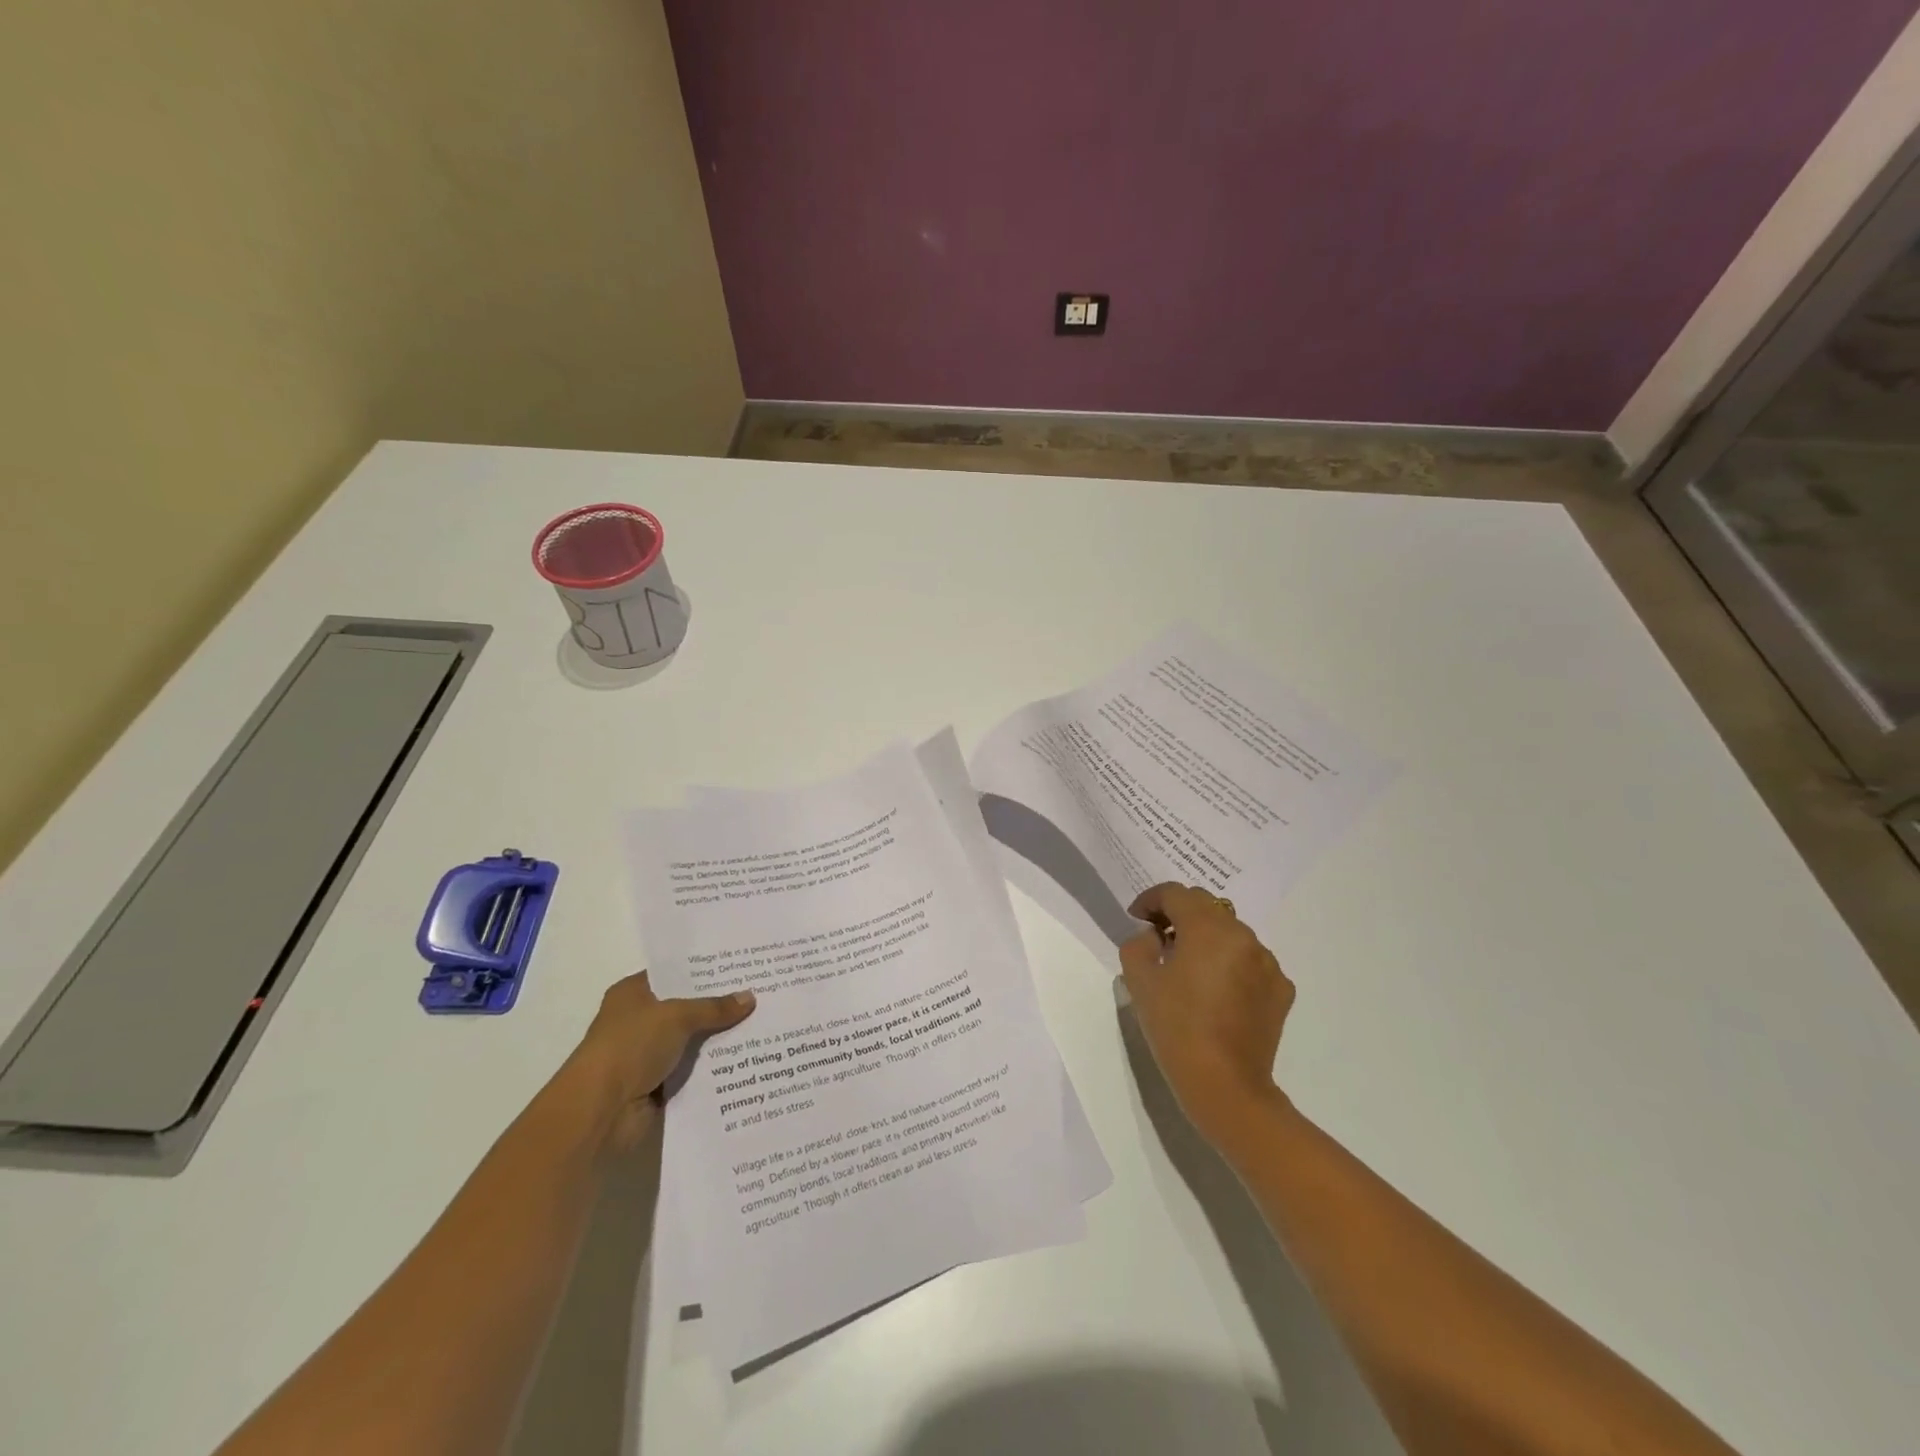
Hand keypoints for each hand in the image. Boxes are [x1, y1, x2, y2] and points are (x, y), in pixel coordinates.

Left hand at [564, 971, 755, 1150]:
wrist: (600, 1112)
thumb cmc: (631, 1047)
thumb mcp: (677, 1016)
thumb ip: (714, 1008)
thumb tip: (750, 997)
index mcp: (633, 994)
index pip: (674, 974)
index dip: (704, 971)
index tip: (740, 967)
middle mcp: (638, 1021)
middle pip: (686, 1008)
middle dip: (718, 1006)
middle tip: (760, 993)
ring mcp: (647, 1055)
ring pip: (692, 1041)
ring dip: (718, 1040)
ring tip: (763, 1024)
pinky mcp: (657, 1086)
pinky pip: (692, 1071)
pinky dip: (712, 1069)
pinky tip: (747, 1059)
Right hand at [1119, 883, 1294, 1153]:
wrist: (1225, 1086)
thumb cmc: (1176, 1028)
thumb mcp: (1140, 981)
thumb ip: (1139, 944)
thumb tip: (1154, 937)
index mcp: (1209, 928)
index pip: (1176, 893)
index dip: (1151, 899)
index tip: (1136, 918)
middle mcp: (1244, 936)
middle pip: (1207, 907)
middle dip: (1180, 914)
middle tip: (1158, 937)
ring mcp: (1268, 963)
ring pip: (1231, 933)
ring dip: (1207, 938)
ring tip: (1187, 966)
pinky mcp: (1281, 990)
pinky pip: (1250, 961)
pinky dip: (1230, 964)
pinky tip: (1215, 991)